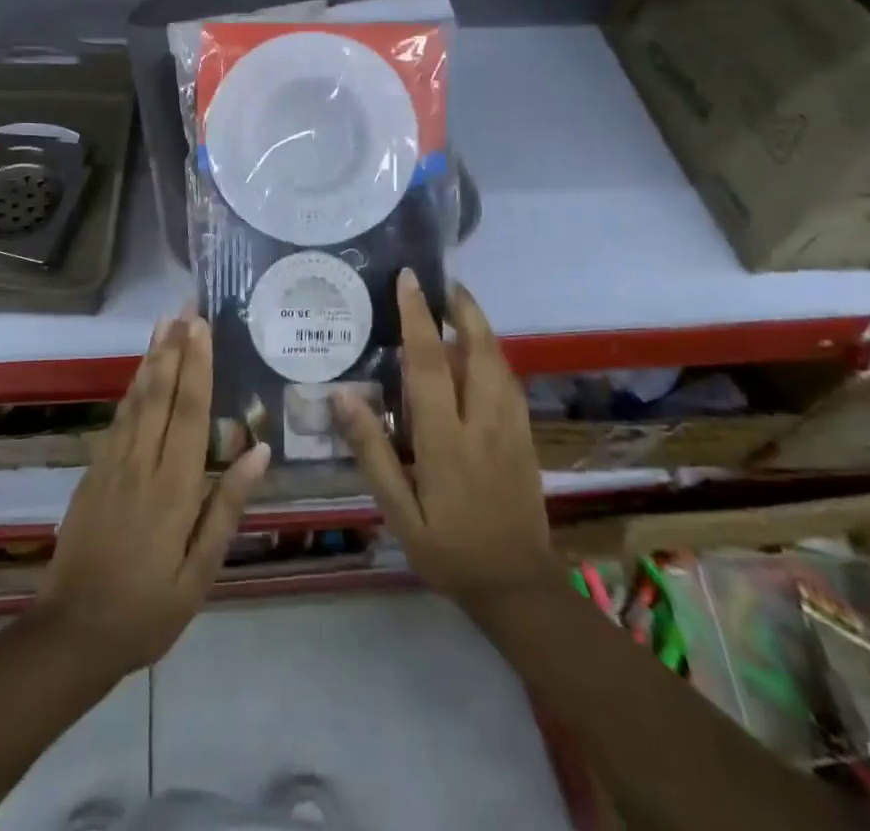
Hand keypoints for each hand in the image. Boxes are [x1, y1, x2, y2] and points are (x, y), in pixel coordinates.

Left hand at [34, 313, 269, 675]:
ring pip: (135, 399)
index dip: (197, 365)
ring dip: (151, 357)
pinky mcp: (93, 472)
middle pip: (159, 393)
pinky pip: (117, 418)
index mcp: (173, 488)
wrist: (72, 633)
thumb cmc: (148, 609)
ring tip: (163, 323)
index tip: (202, 327)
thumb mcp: (200, 571)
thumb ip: (226, 506)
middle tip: (184, 307)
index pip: (189, 412)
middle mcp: (141, 464)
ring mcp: (111, 464)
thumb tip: (259, 452)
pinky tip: (139, 372)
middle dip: (173, 347)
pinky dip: (131, 388)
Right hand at [334, 271, 556, 609]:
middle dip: (462, 308)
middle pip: (478, 350)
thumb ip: (372, 452)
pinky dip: (495, 354)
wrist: (518, 588)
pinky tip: (482, 350)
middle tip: (443, 281)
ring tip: (459, 303)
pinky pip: (511, 382)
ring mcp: (511, 428)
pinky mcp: (526, 437)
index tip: (409, 280)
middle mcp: (483, 423)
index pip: (429, 364)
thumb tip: (343, 395)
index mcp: (446, 440)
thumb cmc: (448, 550)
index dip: (417, 317)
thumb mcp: (398, 512)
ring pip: (499, 362)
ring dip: (480, 326)